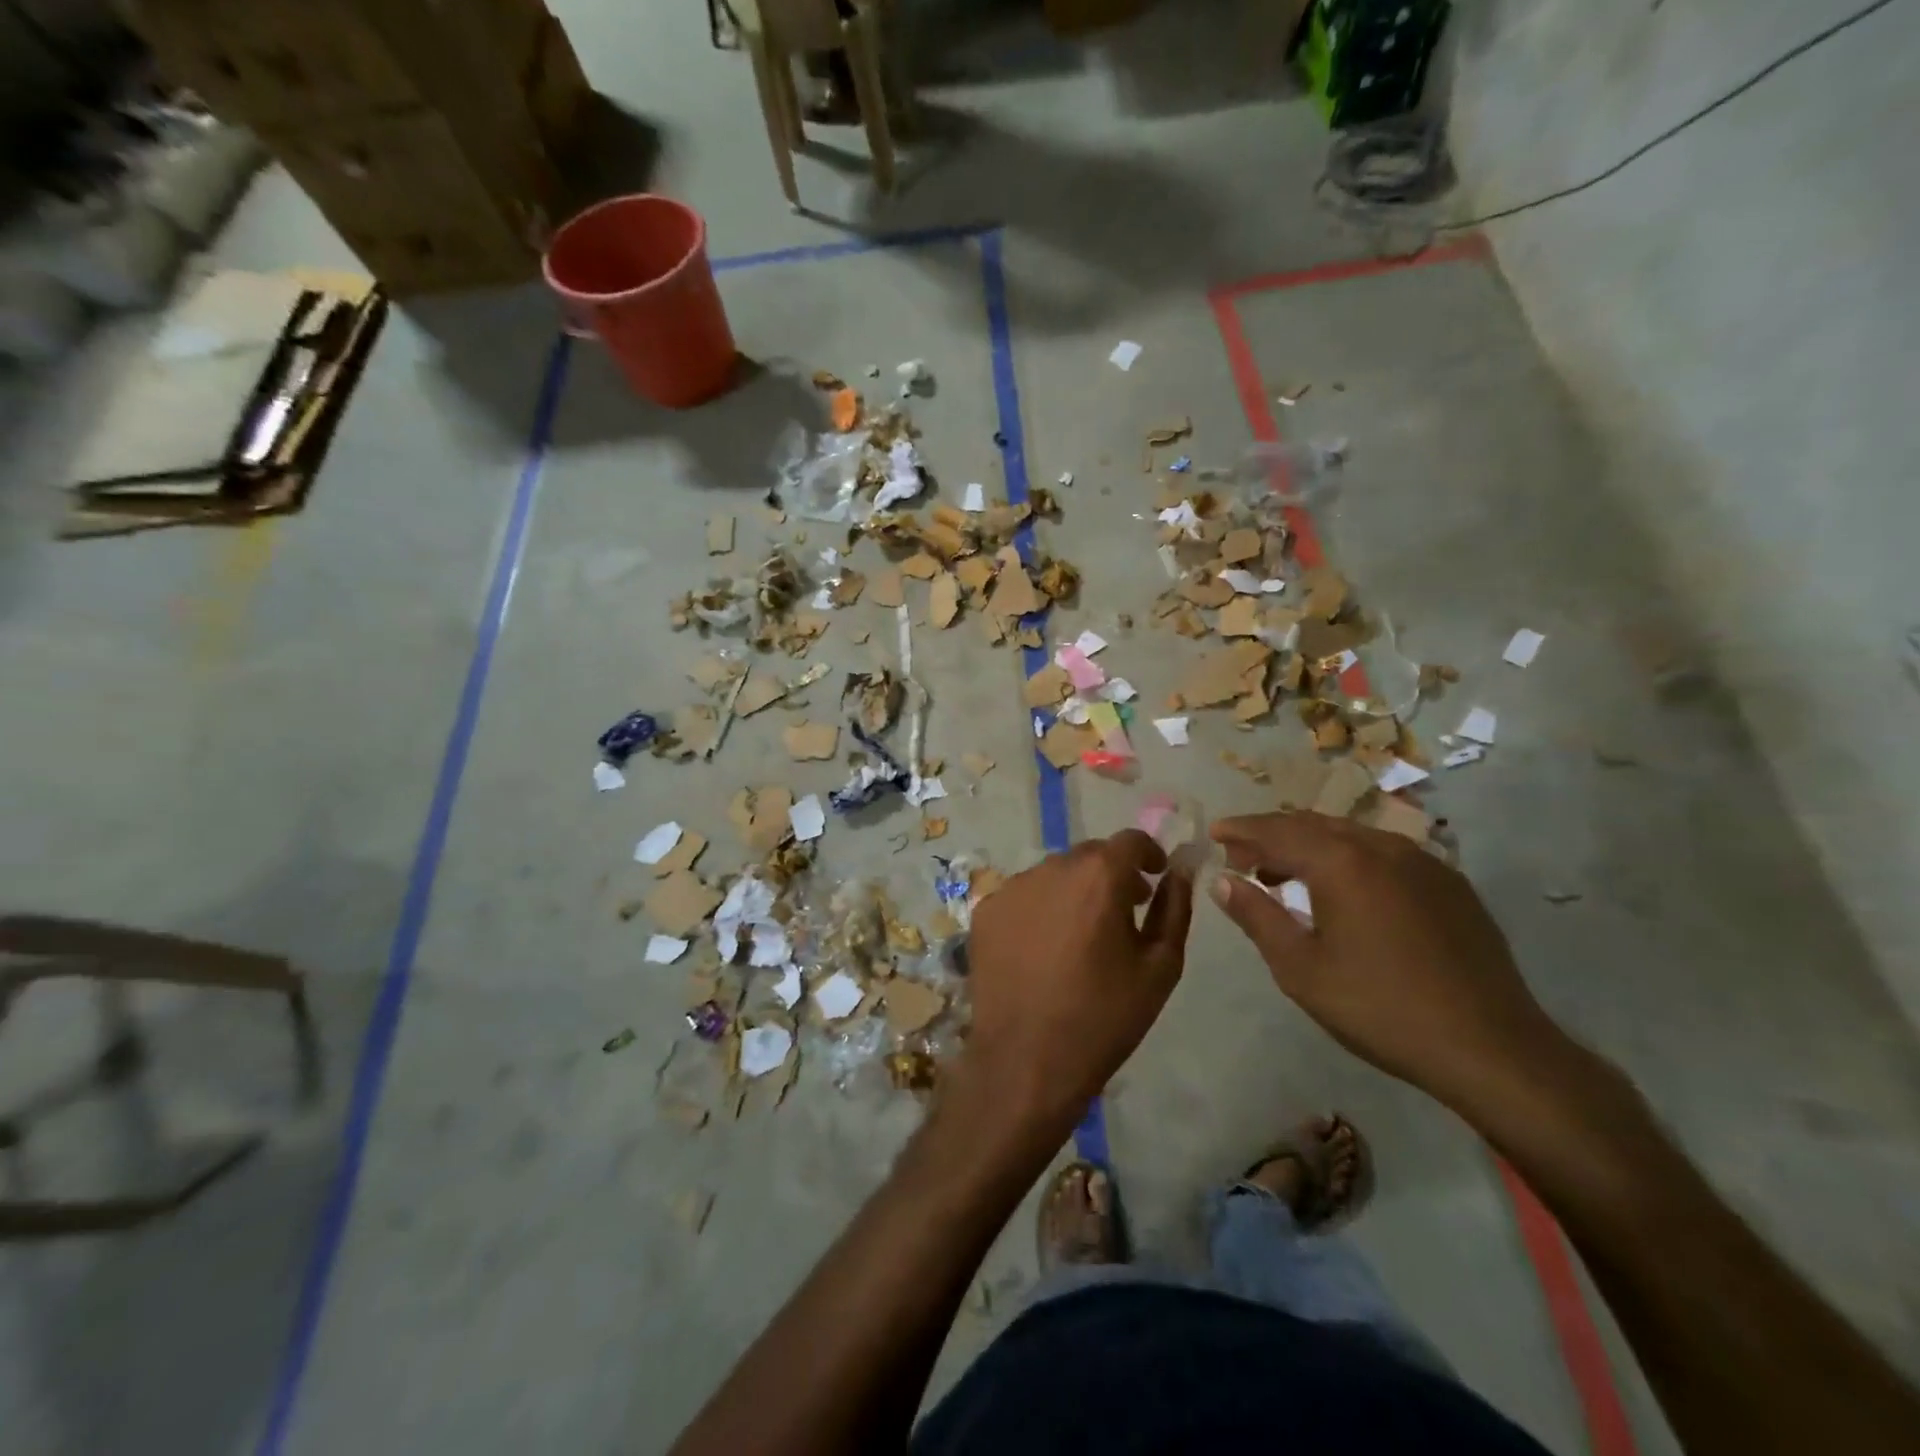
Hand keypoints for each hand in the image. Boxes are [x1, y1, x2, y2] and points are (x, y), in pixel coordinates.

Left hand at [962, 831, 1194, 1130]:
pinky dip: (1040, 909)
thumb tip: (1179, 872)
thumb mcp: (1160, 966)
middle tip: (1124, 912)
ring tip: (1081, 936)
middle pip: (1089, 855)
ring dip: (1074, 891)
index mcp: (1099, 876)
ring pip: (1054, 874)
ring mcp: (1012, 888)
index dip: (1148, 854)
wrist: (1027, 1061)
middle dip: (1111, 874)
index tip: (1155, 878)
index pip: (1130, 840)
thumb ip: (1174, 908)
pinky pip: (1023, 896)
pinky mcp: (986, 911)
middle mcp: (1051, 868)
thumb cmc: (1104, 1017)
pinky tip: (1043, 949)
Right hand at [1209, 811, 1567, 1112]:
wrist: (1491, 1048)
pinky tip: (1343, 890)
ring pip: (1351, 835)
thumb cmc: (1381, 1009)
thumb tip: (1222, 881)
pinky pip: (1384, 853)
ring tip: (1284, 873)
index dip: (1241, 830)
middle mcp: (1382, 848)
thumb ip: (1257, 917)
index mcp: (1342, 863)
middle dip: (1272, 834)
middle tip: (1242, 856)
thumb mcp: (1301, 969)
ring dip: (1310, 845)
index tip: (1215, 833)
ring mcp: (1422, 862)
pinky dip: (1348, 858)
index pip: (1277, 831)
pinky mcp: (1449, 884)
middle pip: (1313, 825)